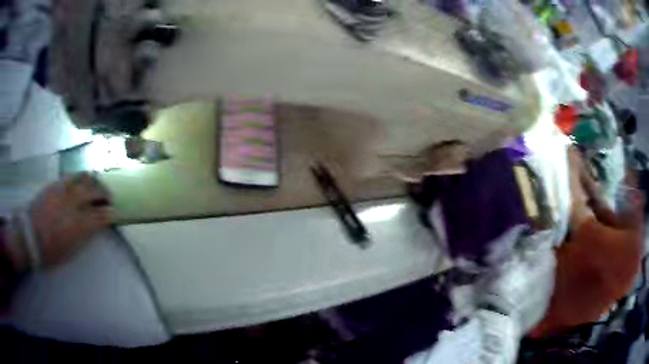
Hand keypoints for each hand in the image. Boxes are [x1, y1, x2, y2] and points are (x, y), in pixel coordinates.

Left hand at [11, 173, 113, 270]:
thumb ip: (84, 236)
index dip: (110, 214)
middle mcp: (74, 203)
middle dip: (105, 193)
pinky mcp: (55, 185)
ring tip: (95, 185)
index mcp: (80, 224)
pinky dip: (79, 177)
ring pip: (84, 178)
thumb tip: (93, 227)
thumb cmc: (51, 251)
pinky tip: (80, 181)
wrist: (30, 236)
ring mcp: (64, 191)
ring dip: (93, 181)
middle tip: (107, 198)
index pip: (101, 215)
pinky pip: (71, 175)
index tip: (114, 213)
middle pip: (95, 191)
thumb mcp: (71, 251)